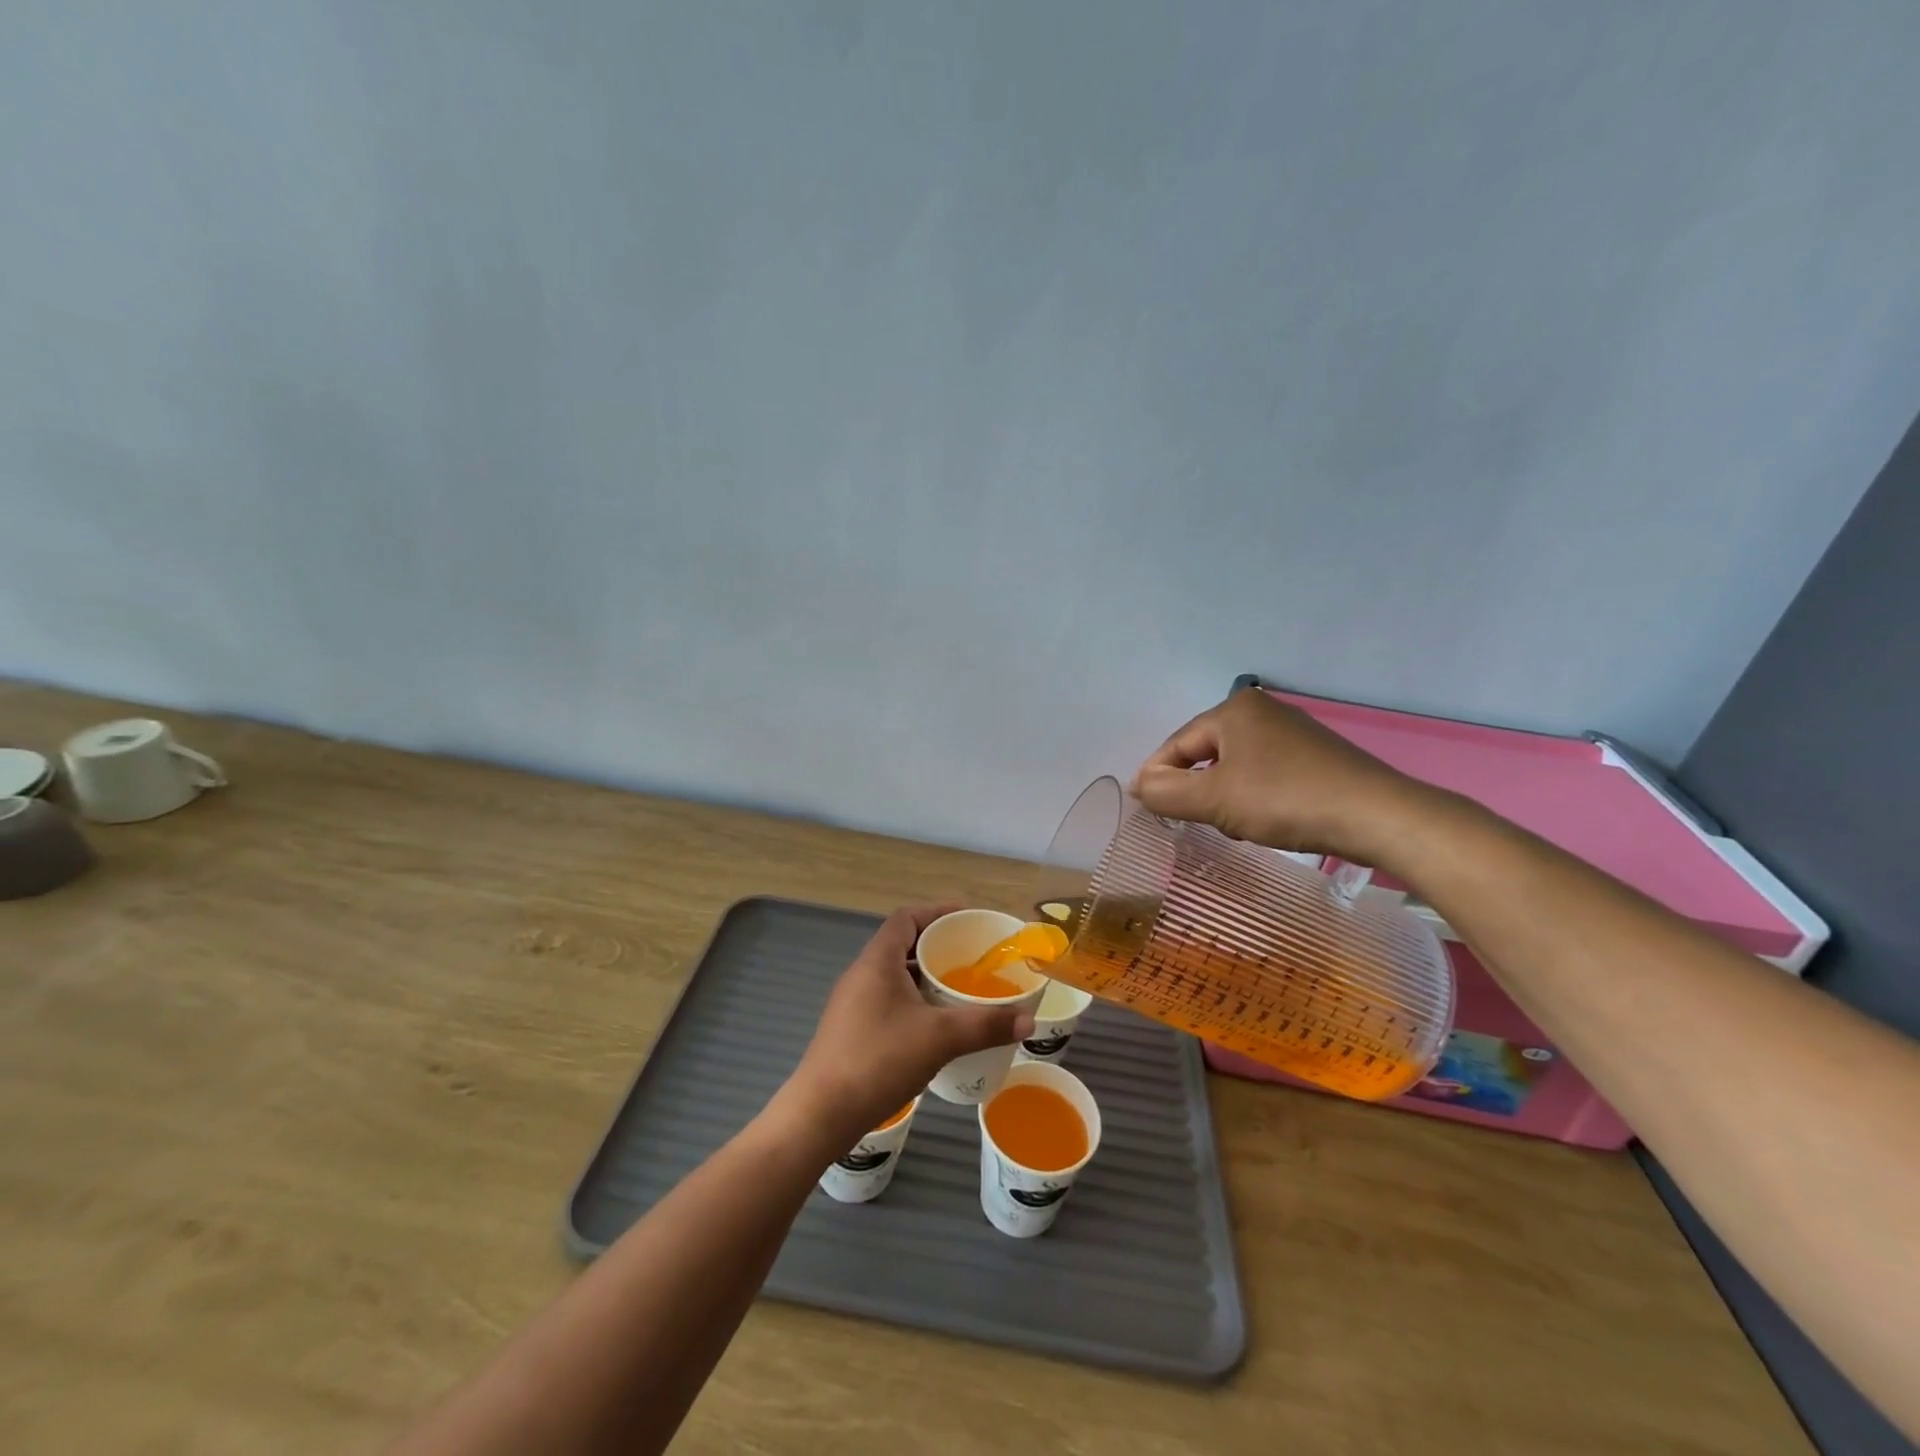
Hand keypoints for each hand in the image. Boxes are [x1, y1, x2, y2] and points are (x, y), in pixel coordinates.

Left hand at [780, 905, 1035, 1147]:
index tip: (968, 919)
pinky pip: (889, 1001)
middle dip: (937, 947)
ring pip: (895, 976)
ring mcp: (853, 1004)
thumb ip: (985, 1025)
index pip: (907, 918)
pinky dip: (914, 1002)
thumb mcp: (940, 1039)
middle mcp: (862, 974)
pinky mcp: (851, 1030)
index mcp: (877, 961)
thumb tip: (1029, 1019)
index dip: (937, 912)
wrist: (820, 1114)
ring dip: (926, 978)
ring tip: (960, 991)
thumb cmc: (878, 1060)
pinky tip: (935, 1027)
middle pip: (902, 945)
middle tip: (973, 958)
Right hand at [1131, 687, 1434, 865]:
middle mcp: (1261, 711)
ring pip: (1234, 767)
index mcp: (1233, 709)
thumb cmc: (1284, 800)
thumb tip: (1139, 785)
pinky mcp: (1315, 756)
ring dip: (1224, 797)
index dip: (1156, 777)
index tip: (1146, 809)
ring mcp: (1292, 732)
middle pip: (1205, 753)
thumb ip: (1167, 793)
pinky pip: (1264, 773)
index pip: (1176, 744)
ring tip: (1236, 826)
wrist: (1376, 816)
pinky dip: (1253, 797)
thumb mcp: (1215, 800)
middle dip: (1196, 789)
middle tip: (1197, 822)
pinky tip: (1265, 821)